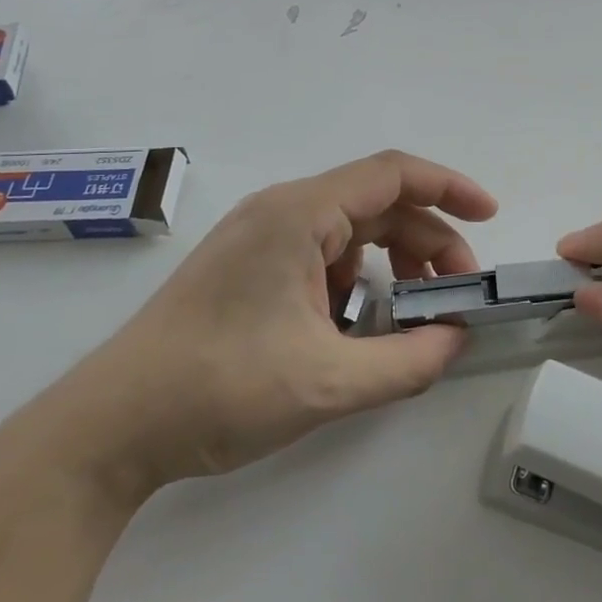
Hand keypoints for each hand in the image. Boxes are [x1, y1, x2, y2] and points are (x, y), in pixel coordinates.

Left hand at [42, 151, 496, 503]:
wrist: (111, 427)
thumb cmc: (220, 390)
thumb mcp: (329, 382)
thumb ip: (409, 361)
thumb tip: (456, 338)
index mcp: (299, 214)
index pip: (392, 174)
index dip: (449, 188)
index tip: (490, 215)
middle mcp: (281, 211)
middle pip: (377, 205)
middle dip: (429, 242)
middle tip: (458, 293)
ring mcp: (260, 237)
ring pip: (350, 232)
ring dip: (393, 263)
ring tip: (414, 315)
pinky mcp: (249, 266)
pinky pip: (321, 255)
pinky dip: (356, 281)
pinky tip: (359, 327)